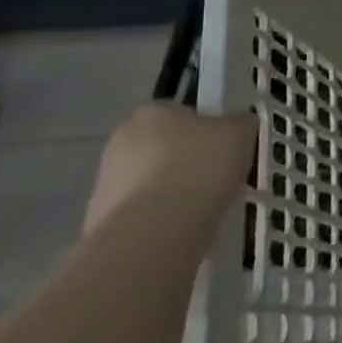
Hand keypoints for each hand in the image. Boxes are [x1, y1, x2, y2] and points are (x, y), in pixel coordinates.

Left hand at [84, 102, 256, 233]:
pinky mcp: (100, 219)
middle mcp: (120, 140)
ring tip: (202, 208)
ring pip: (150, 180)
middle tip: (216, 178)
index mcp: (152, 112)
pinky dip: (159, 218)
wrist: (156, 230)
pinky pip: (141, 211)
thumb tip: (237, 126)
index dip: (206, 130)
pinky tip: (181, 227)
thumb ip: (240, 123)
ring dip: (171, 190)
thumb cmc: (201, 167)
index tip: (224, 149)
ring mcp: (105, 181)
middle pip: (163, 147)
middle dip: (185, 160)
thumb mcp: (241, 132)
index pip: (182, 113)